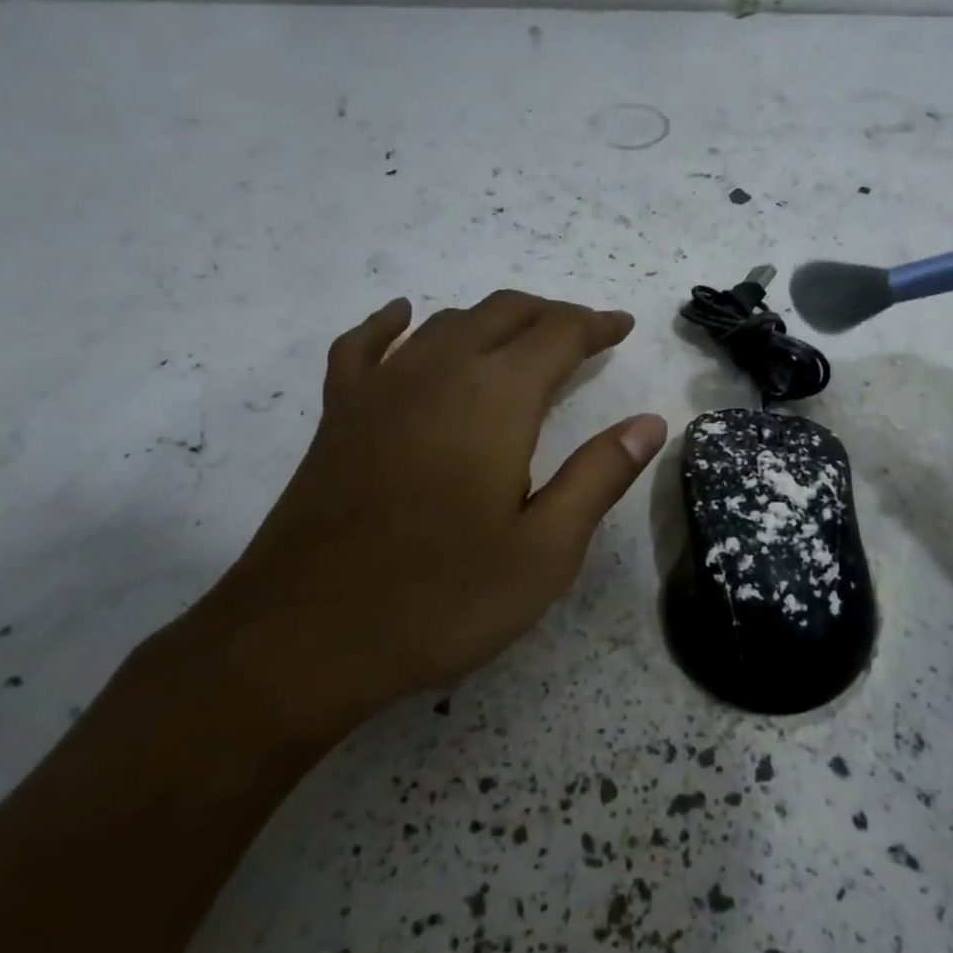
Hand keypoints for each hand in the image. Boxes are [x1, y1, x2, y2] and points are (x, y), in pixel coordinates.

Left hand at [196, 291, 666, 748]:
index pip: (558, 335)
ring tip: (522, 338)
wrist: (303, 639)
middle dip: (551, 315)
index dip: (596, 325)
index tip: (622, 327)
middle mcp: (439, 372)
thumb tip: (649, 423)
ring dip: (492, 319)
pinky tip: (403, 317)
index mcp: (496, 399)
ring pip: (446, 323)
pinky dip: (391, 324)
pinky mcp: (340, 414)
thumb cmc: (440, 598)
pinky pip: (365, 346)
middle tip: (585, 334)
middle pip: (504, 313)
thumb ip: (599, 476)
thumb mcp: (544, 551)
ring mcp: (381, 388)